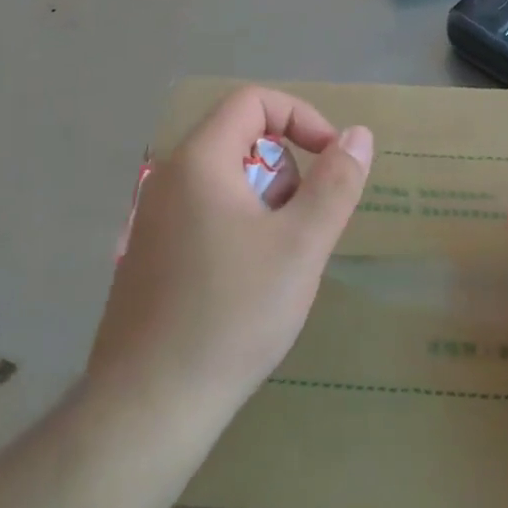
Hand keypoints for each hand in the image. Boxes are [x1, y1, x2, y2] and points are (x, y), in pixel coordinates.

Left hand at [87, 86, 373, 431]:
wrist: (149, 406)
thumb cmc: (233, 315)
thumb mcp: (301, 245)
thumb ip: (336, 183)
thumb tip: (358, 135)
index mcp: (198, 162)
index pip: (253, 101)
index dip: (301, 117)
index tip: (331, 159)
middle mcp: (167, 179)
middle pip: (240, 141)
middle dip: (287, 170)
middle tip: (304, 225)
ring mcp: (152, 219)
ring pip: (225, 182)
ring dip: (266, 204)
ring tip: (280, 262)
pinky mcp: (149, 255)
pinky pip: (205, 215)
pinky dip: (239, 228)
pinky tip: (247, 286)